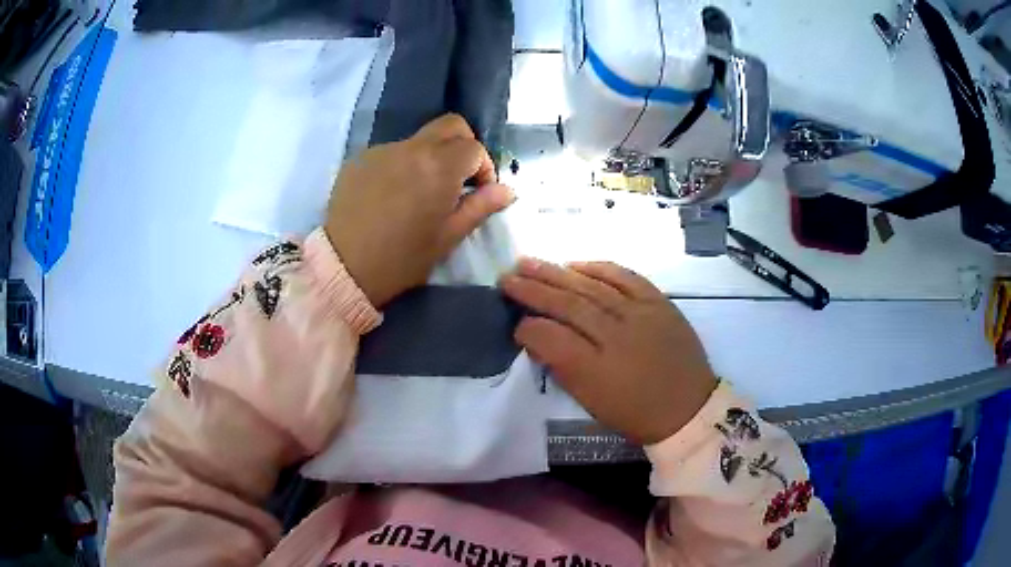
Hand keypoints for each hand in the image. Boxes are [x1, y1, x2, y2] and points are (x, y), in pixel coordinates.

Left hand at [325, 114, 514, 306]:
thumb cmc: (401, 259)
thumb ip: (480, 207)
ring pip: (419, 139)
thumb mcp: (447, 238)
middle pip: (450, 125)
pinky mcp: (360, 159)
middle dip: (463, 145)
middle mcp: (412, 148)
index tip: (478, 192)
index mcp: (439, 167)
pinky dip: (402, 164)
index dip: (484, 167)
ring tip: (420, 191)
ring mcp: (382, 150)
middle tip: (458, 177)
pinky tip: (392, 194)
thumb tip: (507, 190)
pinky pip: (392, 152)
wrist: (344, 267)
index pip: (474, 147)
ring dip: (430, 156)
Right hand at [500, 259, 717, 444]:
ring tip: (529, 262)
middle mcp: (617, 336)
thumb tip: (537, 338)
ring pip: (592, 287)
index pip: (552, 338)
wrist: (688, 407)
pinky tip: (575, 263)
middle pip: (568, 305)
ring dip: (557, 273)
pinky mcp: (659, 302)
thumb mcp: (592, 403)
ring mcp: (641, 315)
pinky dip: (599, 268)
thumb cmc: (635, 413)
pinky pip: (626, 277)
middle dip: (533, 290)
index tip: (514, 323)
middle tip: (507, 277)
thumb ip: (561, 368)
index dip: (528, 328)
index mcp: (597, 371)